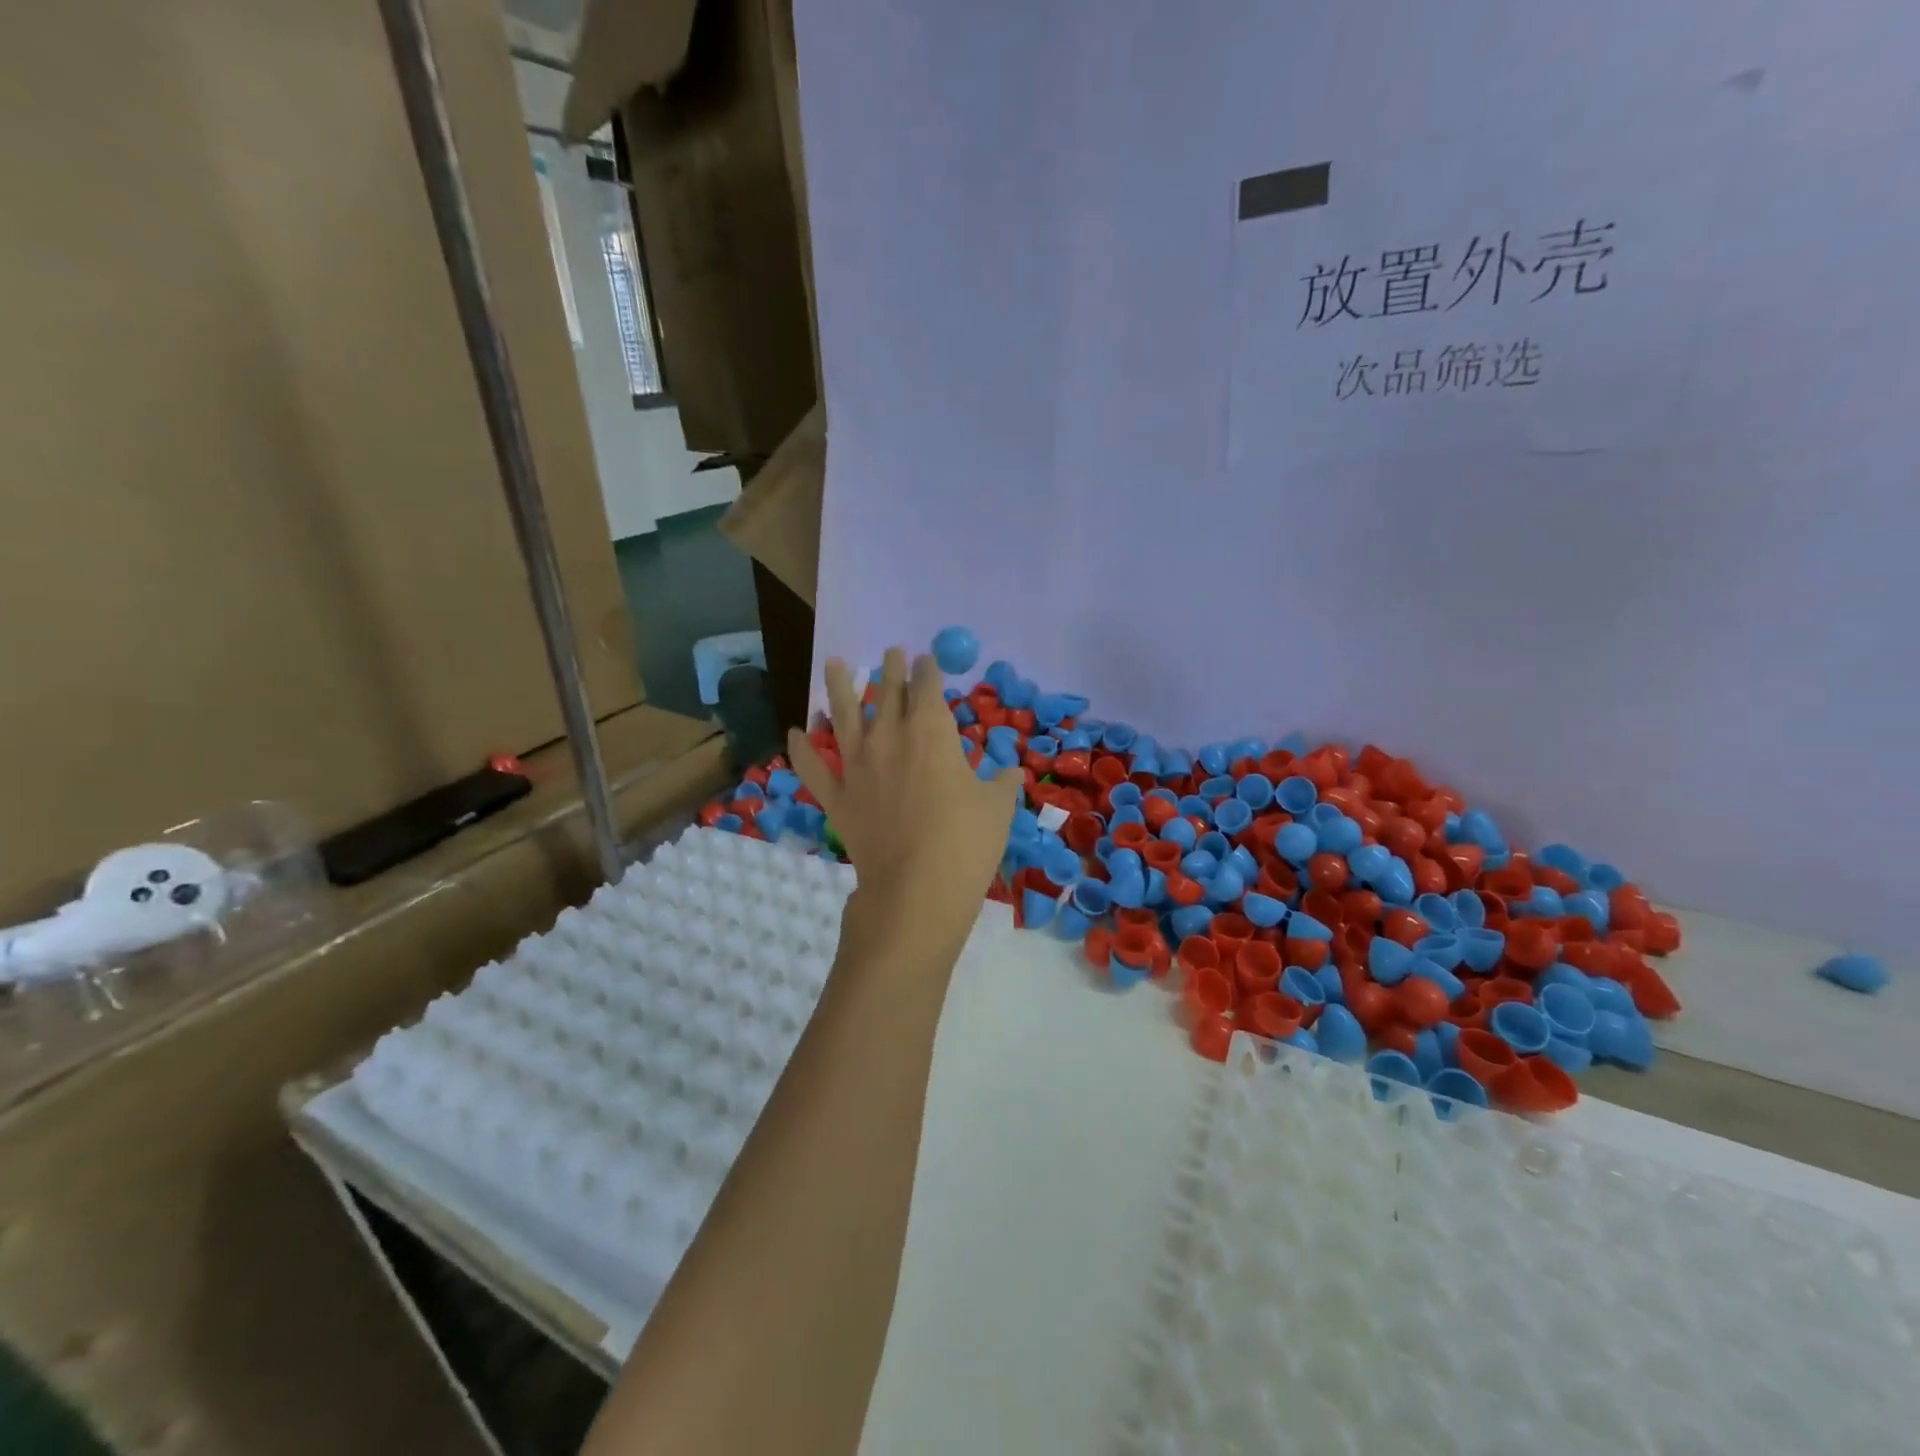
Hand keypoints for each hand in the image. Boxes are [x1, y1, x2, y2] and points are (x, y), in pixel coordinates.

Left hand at [789, 648, 1020, 940]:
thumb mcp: (998, 807)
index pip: (928, 687)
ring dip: (839, 687)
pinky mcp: (837, 796)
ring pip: (842, 715)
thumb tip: (1010, 772)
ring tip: (835, 662)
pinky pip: (812, 767)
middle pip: (887, 692)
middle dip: (892, 670)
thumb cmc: (966, 840)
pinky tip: (794, 733)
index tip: (927, 659)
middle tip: (891, 652)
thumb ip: (1002, 782)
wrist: (916, 887)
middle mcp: (889, 737)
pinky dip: (801, 749)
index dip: (928, 670)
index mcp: (930, 731)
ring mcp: (857, 765)